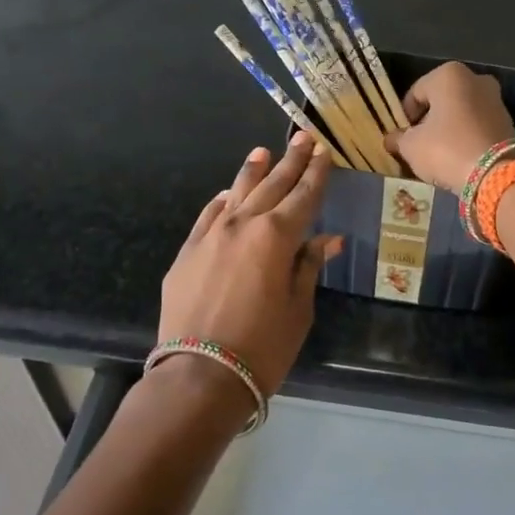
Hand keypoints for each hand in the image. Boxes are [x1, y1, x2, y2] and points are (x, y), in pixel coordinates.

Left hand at [160, 132, 343, 395]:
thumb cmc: (263, 347)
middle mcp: (243, 225)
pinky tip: (228, 194)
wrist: (200, 375)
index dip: (316, 174)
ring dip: (252, 172)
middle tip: (302, 139)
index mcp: (277, 236)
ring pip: (236, 194)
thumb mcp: (298, 308)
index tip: (324, 152)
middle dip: (290, 162)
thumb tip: (327, 239)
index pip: (303, 196)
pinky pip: (208, 216)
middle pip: (272, 186)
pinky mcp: (187, 253)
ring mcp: (210, 236)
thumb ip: (309, 266)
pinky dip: (222, 202)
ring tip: (262, 152)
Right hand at [387, 62, 514, 192]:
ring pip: (462, 112)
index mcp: (448, 75)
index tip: (401, 137)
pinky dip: (467, 136)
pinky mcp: (509, 121)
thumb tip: (392, 139)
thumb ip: (398, 139)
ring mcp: (496, 99)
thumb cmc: (446, 149)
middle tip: (420, 144)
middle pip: (441, 100)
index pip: (415, 93)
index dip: (404, 116)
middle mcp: (476, 79)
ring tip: (440, 154)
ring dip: (449, 129)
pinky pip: (478, 125)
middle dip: (430, 120)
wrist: (496, 174)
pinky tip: (460, 156)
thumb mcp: (411, 146)